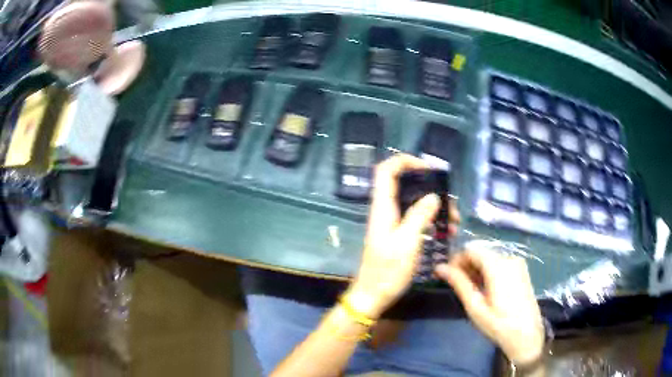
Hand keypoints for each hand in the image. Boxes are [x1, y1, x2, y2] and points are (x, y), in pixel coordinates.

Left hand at [346, 154, 457, 318]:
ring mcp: (393, 223)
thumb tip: (433, 196)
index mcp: (383, 208)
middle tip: (450, 203)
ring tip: (453, 221)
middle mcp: (386, 211)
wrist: (373, 296)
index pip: (386, 171)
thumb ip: (419, 216)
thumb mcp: (406, 243)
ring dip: (435, 207)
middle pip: (406, 186)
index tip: (429, 169)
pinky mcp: (398, 235)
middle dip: (430, 189)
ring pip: (414, 203)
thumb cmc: (387, 271)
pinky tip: (446, 231)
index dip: (405, 162)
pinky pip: (416, 219)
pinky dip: (431, 220)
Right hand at [435, 249, 543, 366]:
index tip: (448, 276)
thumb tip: (439, 267)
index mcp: (498, 266)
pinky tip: (486, 290)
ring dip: (477, 271)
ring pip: (490, 259)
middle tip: (458, 287)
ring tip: (472, 292)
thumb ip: (459, 283)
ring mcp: (518, 263)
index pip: (471, 250)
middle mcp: (509, 258)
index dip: (456, 260)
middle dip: (467, 267)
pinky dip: (489, 273)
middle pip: (481, 254)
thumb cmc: (499, 324)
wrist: (527, 335)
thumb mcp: (475, 306)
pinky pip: (500, 264)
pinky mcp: (521, 270)